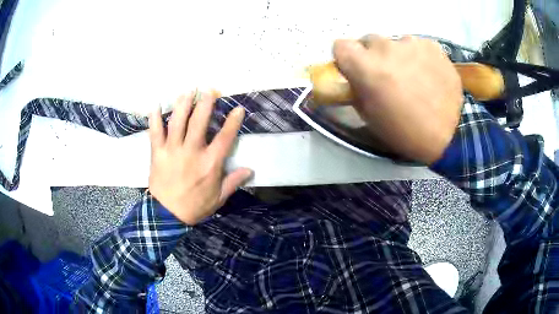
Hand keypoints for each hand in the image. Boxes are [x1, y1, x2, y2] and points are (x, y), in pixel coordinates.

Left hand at [148, 92, 252, 224]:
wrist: (167, 216)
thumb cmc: (194, 207)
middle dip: (206, 103)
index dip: (233, 122)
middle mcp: (191, 152)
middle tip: (209, 90)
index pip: (225, 138)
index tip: (238, 108)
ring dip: (183, 104)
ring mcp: (172, 150)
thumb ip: (233, 182)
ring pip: (178, 121)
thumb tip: (250, 169)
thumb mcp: (218, 198)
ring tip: (188, 91)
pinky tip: (156, 104)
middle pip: (199, 122)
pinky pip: (155, 132)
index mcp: (209, 163)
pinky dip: (155, 117)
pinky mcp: (157, 153)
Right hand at [333, 35, 463, 164]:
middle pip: (369, 41)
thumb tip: (355, 76)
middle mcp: (386, 47)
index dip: (346, 58)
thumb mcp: (370, 116)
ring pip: (395, 43)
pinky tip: (428, 75)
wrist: (449, 136)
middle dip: (373, 56)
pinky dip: (418, 57)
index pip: (340, 46)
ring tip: (413, 77)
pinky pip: (417, 46)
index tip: (355, 69)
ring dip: (398, 56)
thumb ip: (357, 89)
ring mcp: (412, 43)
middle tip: (387, 75)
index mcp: (366, 67)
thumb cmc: (405, 132)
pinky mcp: (432, 46)